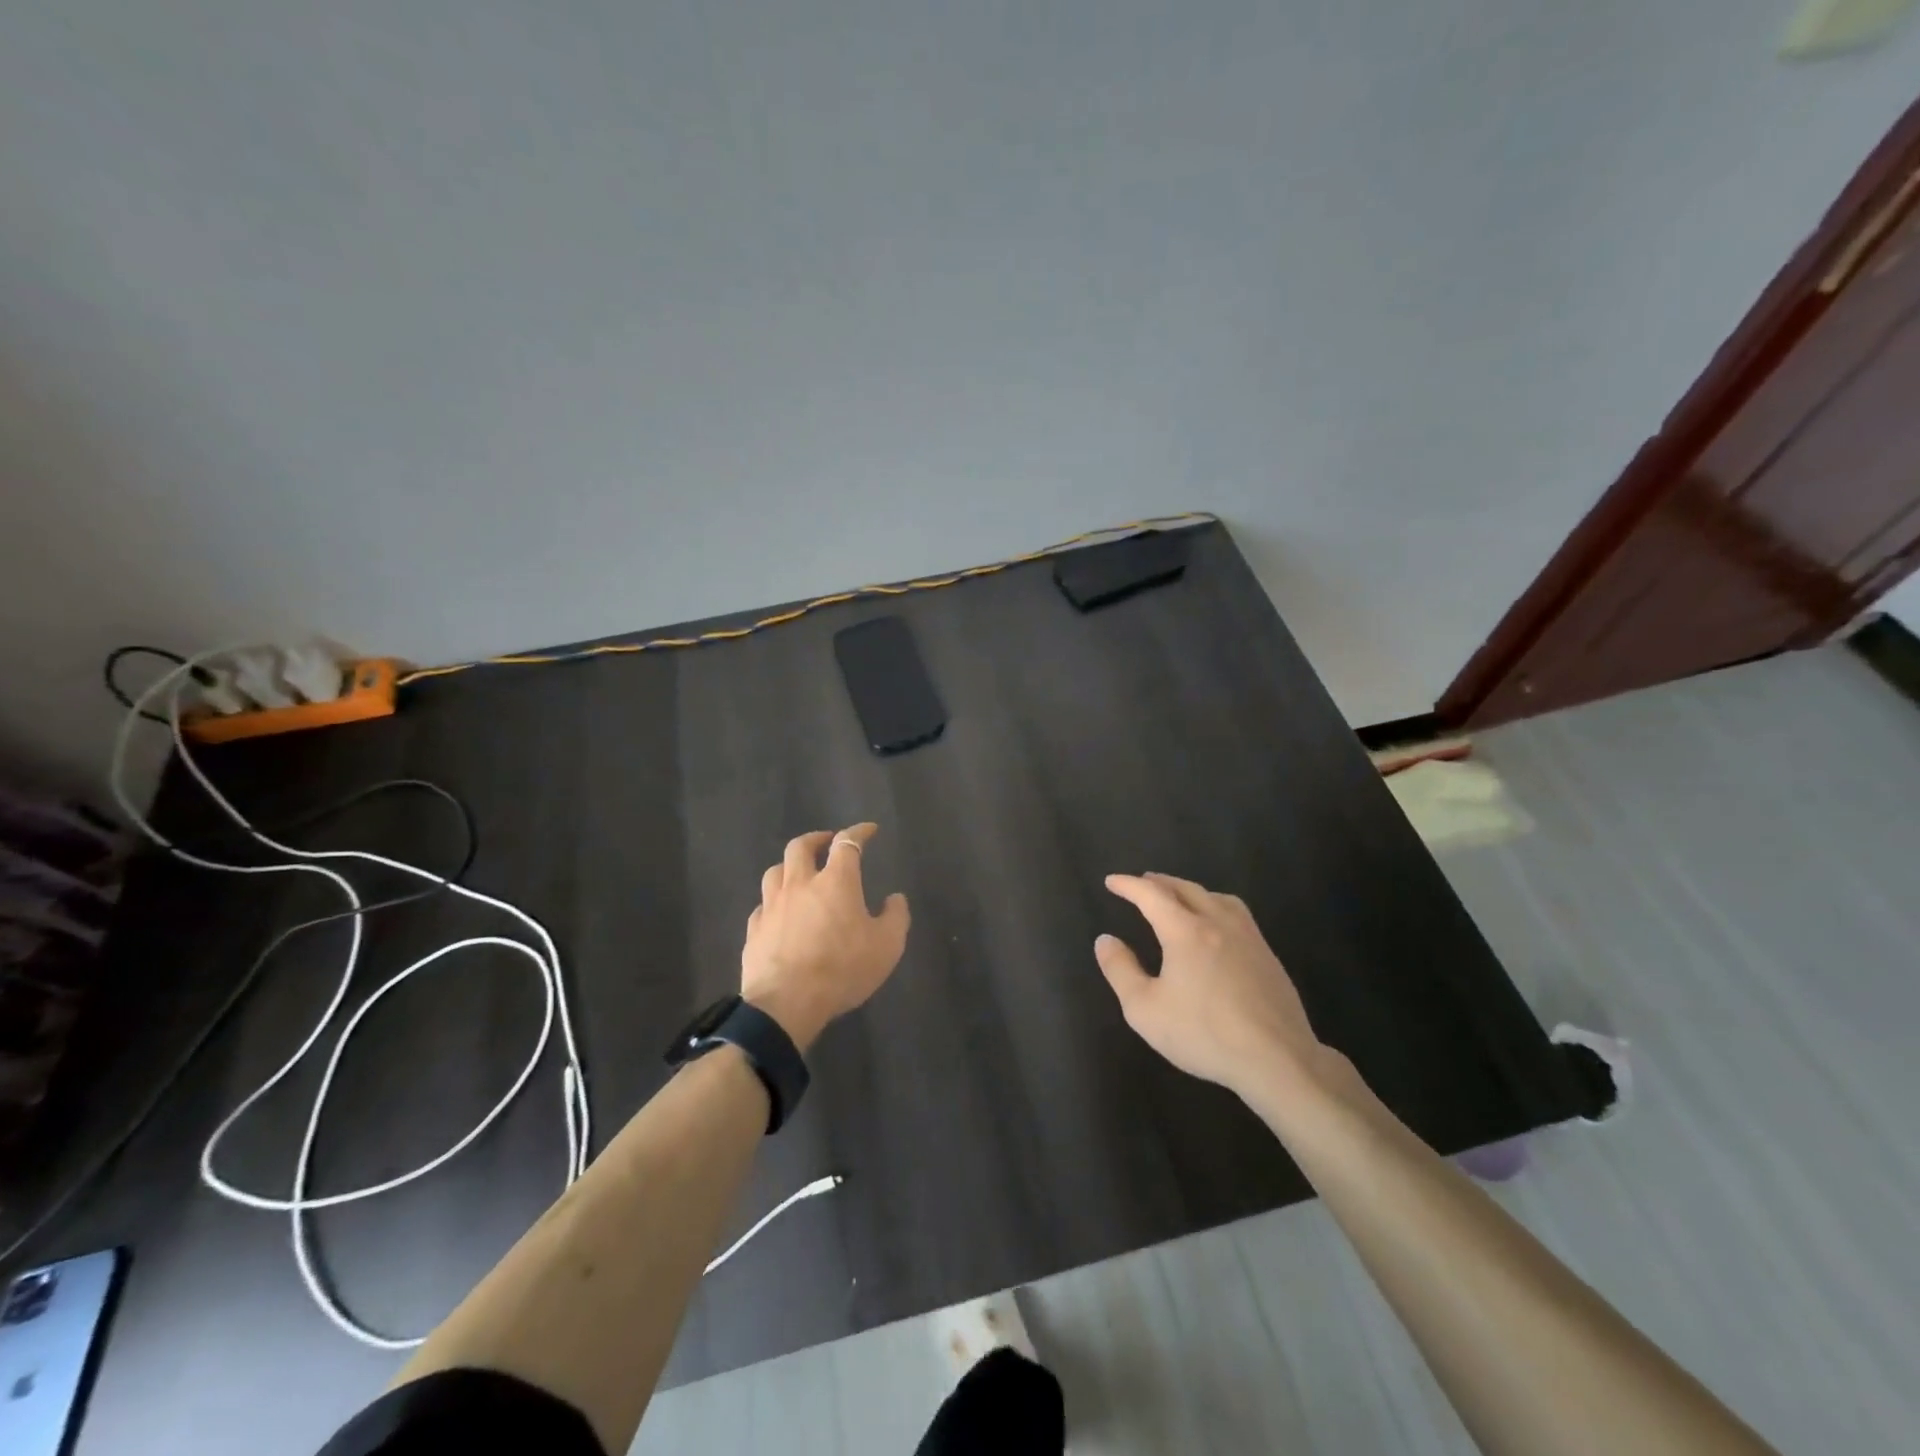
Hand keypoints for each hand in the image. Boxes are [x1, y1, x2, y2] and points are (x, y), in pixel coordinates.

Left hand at [740, 822, 910, 1051]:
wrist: (787, 1004)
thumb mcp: (887, 946)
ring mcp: (772, 906)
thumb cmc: (842, 969)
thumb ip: (895, 917)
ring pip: (775, 871)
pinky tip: (779, 912)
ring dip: (789, 866)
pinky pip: (762, 906)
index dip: (859, 832)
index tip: (869, 830)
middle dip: (816, 839)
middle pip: (801, 847)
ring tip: (799, 873)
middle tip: (826, 842)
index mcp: (835, 881)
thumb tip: (895, 898)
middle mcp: (800, 884)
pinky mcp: (754, 930)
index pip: (847, 843)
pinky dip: (773, 902)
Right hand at [1095, 872, 1324, 1101]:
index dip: (1128, 885)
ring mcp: (1248, 937)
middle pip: (1185, 889)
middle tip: (1142, 883)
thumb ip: (1121, 970)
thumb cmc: (1204, 1034)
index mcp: (1185, 931)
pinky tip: (1217, 927)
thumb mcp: (1145, 1009)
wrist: (1277, 1059)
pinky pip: (1237, 914)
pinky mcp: (1268, 956)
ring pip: (1216, 898)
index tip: (1111, 881)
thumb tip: (1105, 940)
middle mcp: (1218, 923)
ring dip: (1191, 891)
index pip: (1151, 895)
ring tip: (1180, 897)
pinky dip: (1216, 906)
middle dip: (1159, 883)